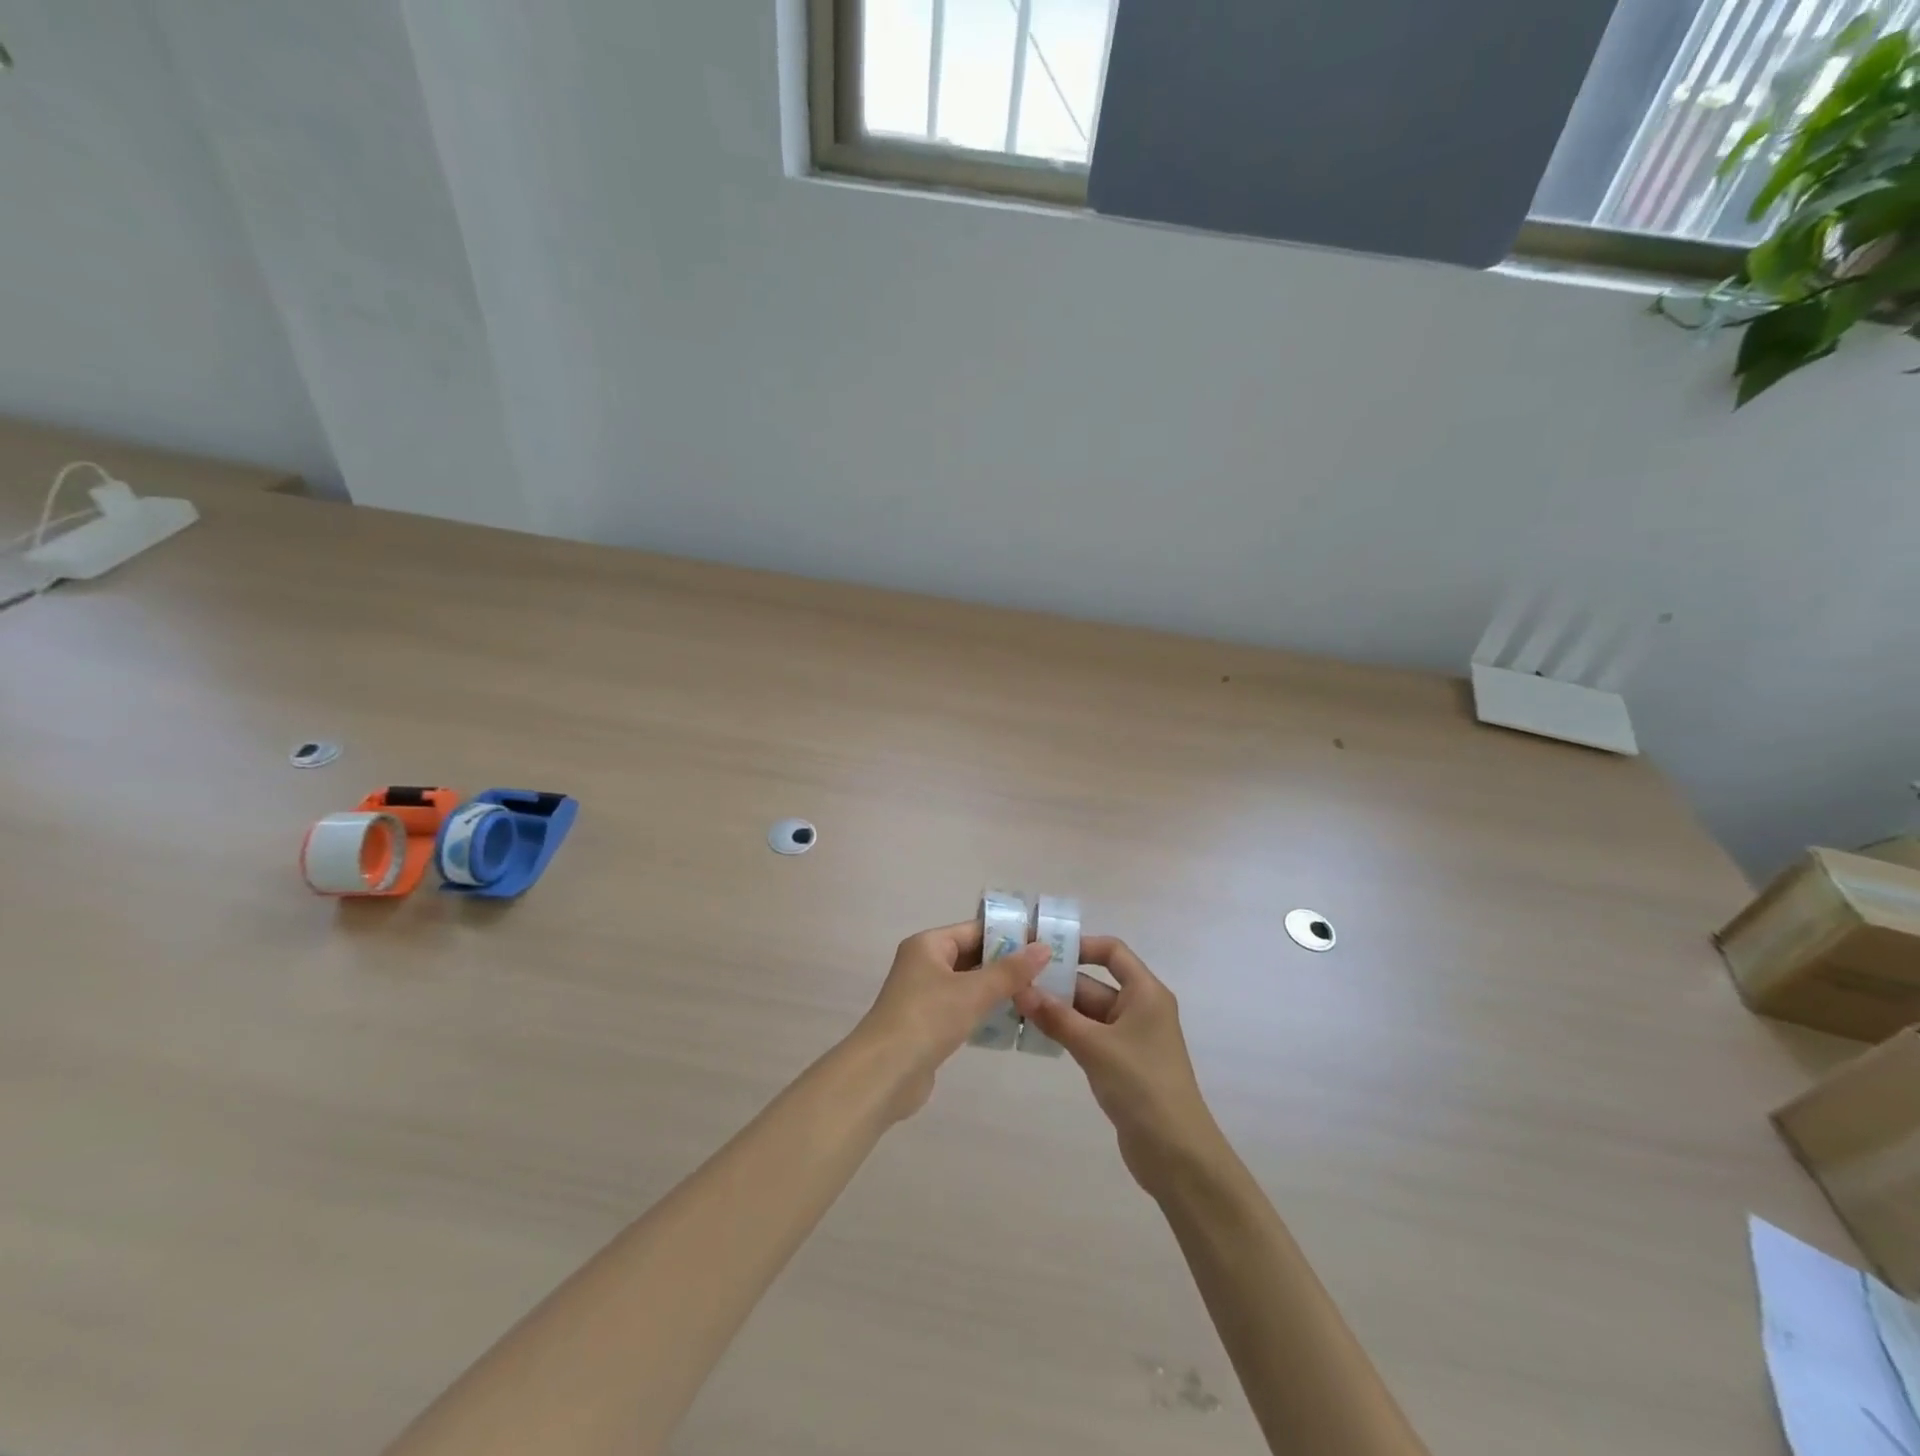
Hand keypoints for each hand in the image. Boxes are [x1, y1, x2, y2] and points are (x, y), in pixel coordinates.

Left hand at [854, 921, 1050, 1119]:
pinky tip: (1011, 1020)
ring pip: (968, 984)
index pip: (975, 930)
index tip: (1043, 943)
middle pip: (972, 956)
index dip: (1009, 935)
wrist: (884, 1073)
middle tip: (1047, 970)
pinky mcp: (927, 1024)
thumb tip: (1044, 947)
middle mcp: (924, 963)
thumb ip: (1010, 971)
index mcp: (929, 945)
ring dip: (997, 989)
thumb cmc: (928, 1019)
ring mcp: (924, 995)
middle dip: (1006, 964)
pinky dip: (984, 1011)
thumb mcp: (974, 992)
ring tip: (1037, 994)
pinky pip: (962, 1008)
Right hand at [1013, 937, 1224, 1193]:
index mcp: (1145, 993)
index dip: (1081, 946)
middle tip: (1015, 982)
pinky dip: (1066, 1033)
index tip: (1044, 951)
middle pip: (1095, 983)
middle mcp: (1140, 1008)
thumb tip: (1019, 989)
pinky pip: (1090, 1037)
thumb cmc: (1141, 1085)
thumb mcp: (1094, 1046)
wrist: (1176, 1154)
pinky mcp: (1122, 1064)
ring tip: (1016, 1007)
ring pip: (1089, 1012)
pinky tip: (1036, 1035)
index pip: (1112, 952)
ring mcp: (1131, 1038)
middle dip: (1058, 983)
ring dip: (1058, 1010)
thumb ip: (1056, 1017)